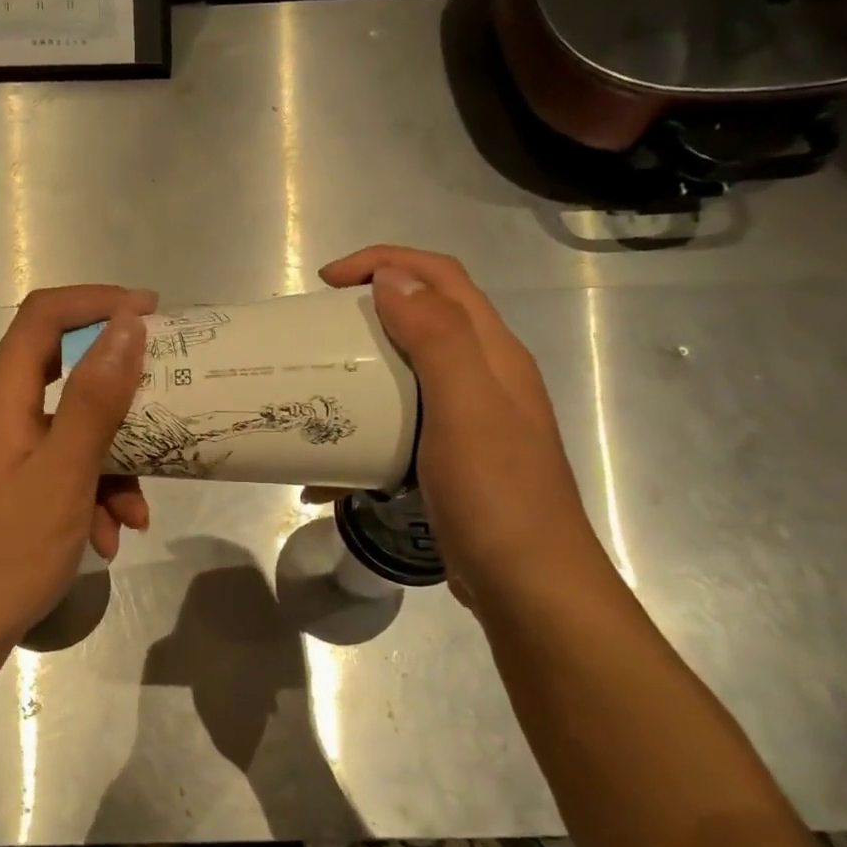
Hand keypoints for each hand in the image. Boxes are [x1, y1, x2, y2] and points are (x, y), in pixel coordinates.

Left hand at [0, 285, 154, 651]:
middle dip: (119, 390)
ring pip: (72, 430)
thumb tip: (126, 326)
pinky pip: (63, 468)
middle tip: (165, 393)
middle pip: (63, 370)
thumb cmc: (9, 549)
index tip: (151, 312)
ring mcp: (6, 452)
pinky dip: (93, 493)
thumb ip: (95, 398)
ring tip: (135, 512)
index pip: (43, 317)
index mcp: (1, 397)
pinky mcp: (14, 485)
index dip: (95, 302)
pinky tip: (109, 536)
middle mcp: (0, 414)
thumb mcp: (64, 472)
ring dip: (113, 462)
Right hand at [319, 246, 602, 603]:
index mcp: (492, 353)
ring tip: (319, 385)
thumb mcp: (465, 406)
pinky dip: (366, 429)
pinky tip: (333, 464)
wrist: (528, 584)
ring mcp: (469, 420)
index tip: (328, 282)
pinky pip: (401, 425)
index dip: (385, 262)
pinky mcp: (451, 459)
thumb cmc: (496, 492)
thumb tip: (393, 277)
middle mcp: (484, 377)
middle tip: (319, 329)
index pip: (441, 278)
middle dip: (370, 308)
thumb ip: (436, 336)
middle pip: (426, 317)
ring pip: (409, 371)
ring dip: (364, 367)